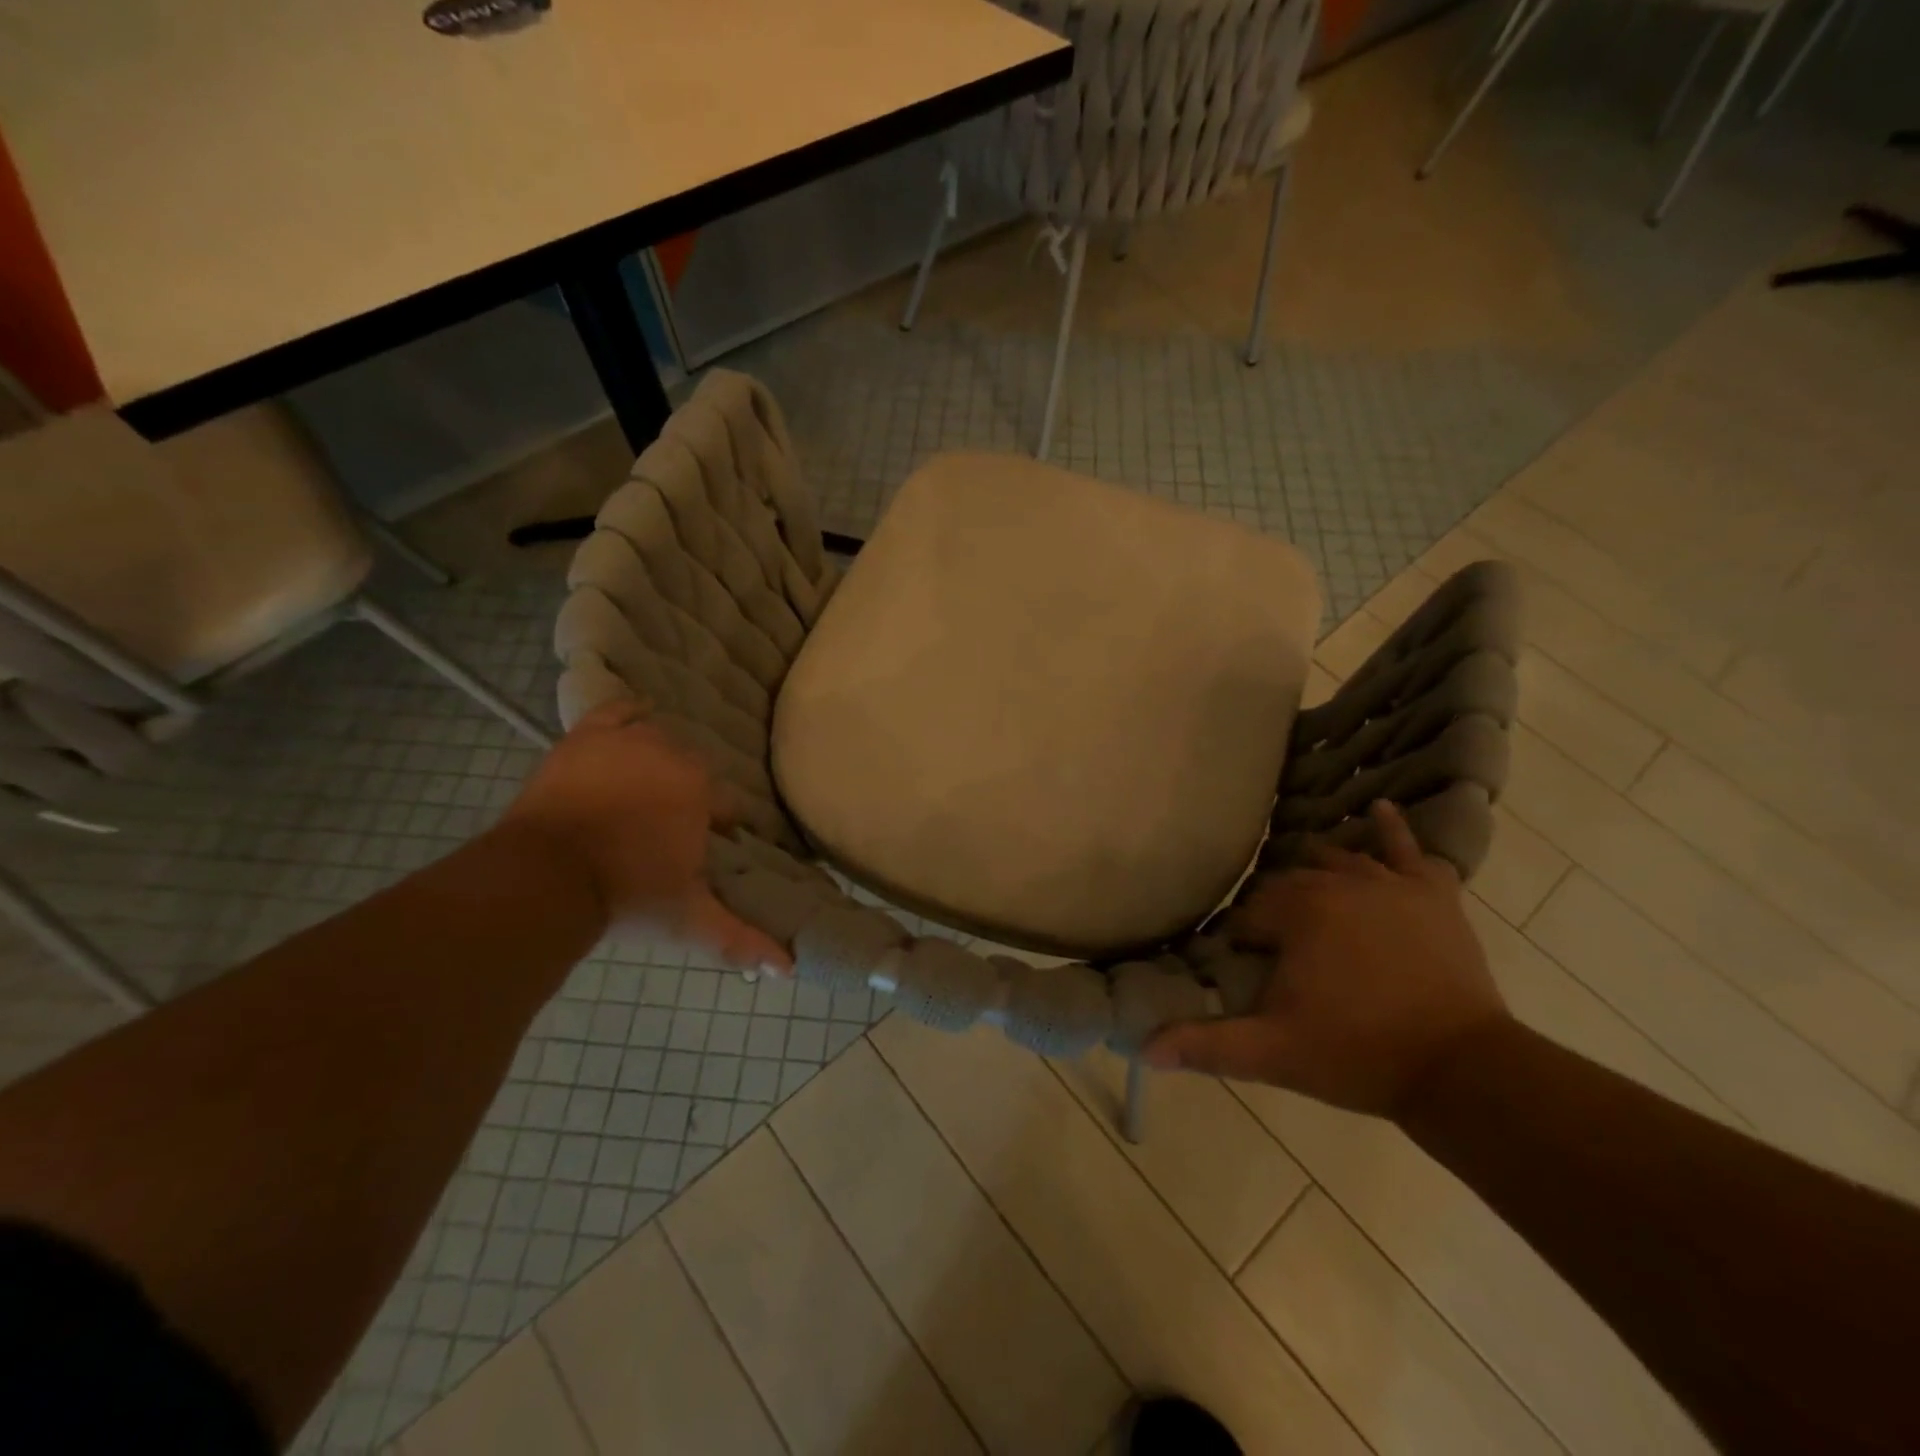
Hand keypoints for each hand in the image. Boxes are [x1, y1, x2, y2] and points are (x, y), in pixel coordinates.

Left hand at [502, 701, 791, 974]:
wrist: (545, 878)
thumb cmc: (627, 895)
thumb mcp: (690, 920)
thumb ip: (740, 939)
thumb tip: (788, 969)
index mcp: (703, 792)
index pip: (728, 805)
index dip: (720, 827)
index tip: (705, 847)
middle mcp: (672, 755)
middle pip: (695, 771)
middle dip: (688, 796)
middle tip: (667, 829)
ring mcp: (627, 741)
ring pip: (659, 740)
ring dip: (659, 762)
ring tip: (645, 791)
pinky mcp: (585, 737)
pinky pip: (618, 712)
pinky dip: (628, 716)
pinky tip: (633, 724)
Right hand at [1145, 800, 1507, 1116]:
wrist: (1460, 1069)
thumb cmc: (1357, 1054)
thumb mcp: (1271, 1053)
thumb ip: (1205, 1044)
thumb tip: (1144, 1049)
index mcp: (1298, 912)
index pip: (1250, 912)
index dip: (1243, 939)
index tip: (1246, 966)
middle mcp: (1339, 883)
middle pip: (1290, 882)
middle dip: (1276, 908)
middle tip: (1278, 946)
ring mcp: (1390, 884)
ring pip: (1338, 861)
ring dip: (1318, 873)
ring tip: (1309, 894)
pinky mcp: (1433, 895)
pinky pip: (1409, 851)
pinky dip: (1391, 831)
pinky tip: (1378, 811)